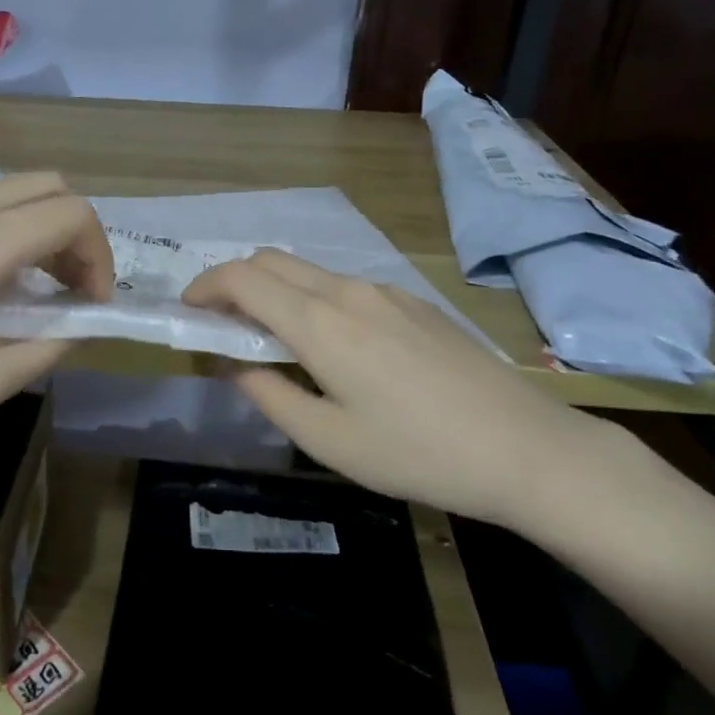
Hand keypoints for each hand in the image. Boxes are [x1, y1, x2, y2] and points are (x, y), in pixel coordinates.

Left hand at [0, 174, 111, 481]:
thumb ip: (47, 346)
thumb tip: (76, 323)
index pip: (72, 214)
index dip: (99, 256)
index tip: (91, 304)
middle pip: (43, 185)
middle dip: (73, 234)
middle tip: (66, 290)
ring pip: (0, 191)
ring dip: (31, 229)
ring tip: (19, 290)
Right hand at [183, 251, 617, 528]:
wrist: (526, 447)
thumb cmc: (417, 453)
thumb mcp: (329, 440)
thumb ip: (271, 395)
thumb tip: (237, 365)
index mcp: (321, 323)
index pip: (243, 278)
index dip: (206, 286)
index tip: (189, 311)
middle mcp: (349, 291)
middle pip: (273, 261)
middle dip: (235, 281)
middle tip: (222, 323)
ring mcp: (387, 292)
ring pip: (310, 271)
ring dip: (275, 290)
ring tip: (273, 339)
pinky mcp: (415, 303)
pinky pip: (345, 285)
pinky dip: (313, 298)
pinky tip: (332, 344)